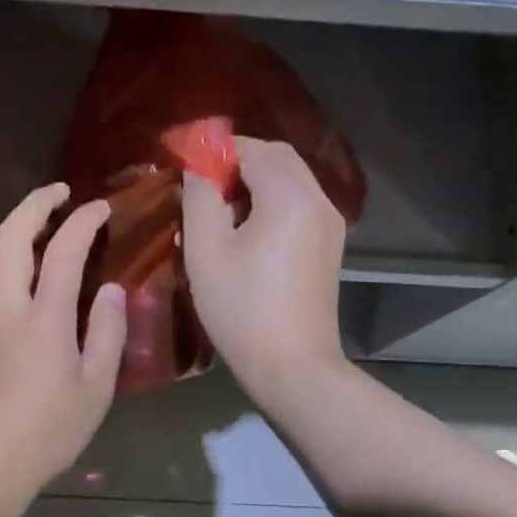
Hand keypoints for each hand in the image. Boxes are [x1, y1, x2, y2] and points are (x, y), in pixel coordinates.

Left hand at [0, 184, 126, 516]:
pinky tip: (2, 270)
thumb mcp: (95, 390)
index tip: (100, 207)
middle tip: (58, 193)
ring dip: (7, 227)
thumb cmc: (46, 435)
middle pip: (11, 236)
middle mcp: (3, 307)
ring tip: (29, 222)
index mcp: (43, 320)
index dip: (83, 221)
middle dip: (35, 204)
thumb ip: (105, 333)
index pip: (63, 251)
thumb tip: (109, 289)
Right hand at [182, 136, 348, 404]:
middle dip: (239, 162)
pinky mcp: (330, 247)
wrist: (293, 367)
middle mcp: (318, 201)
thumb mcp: (206, 250)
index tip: (186, 162)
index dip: (217, 150)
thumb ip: (200, 197)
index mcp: (290, 196)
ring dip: (256, 182)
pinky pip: (299, 205)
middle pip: (278, 158)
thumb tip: (198, 169)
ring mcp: (330, 225)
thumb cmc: (242, 308)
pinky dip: (272, 202)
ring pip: (291, 181)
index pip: (253, 149)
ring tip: (219, 209)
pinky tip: (246, 230)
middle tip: (202, 184)